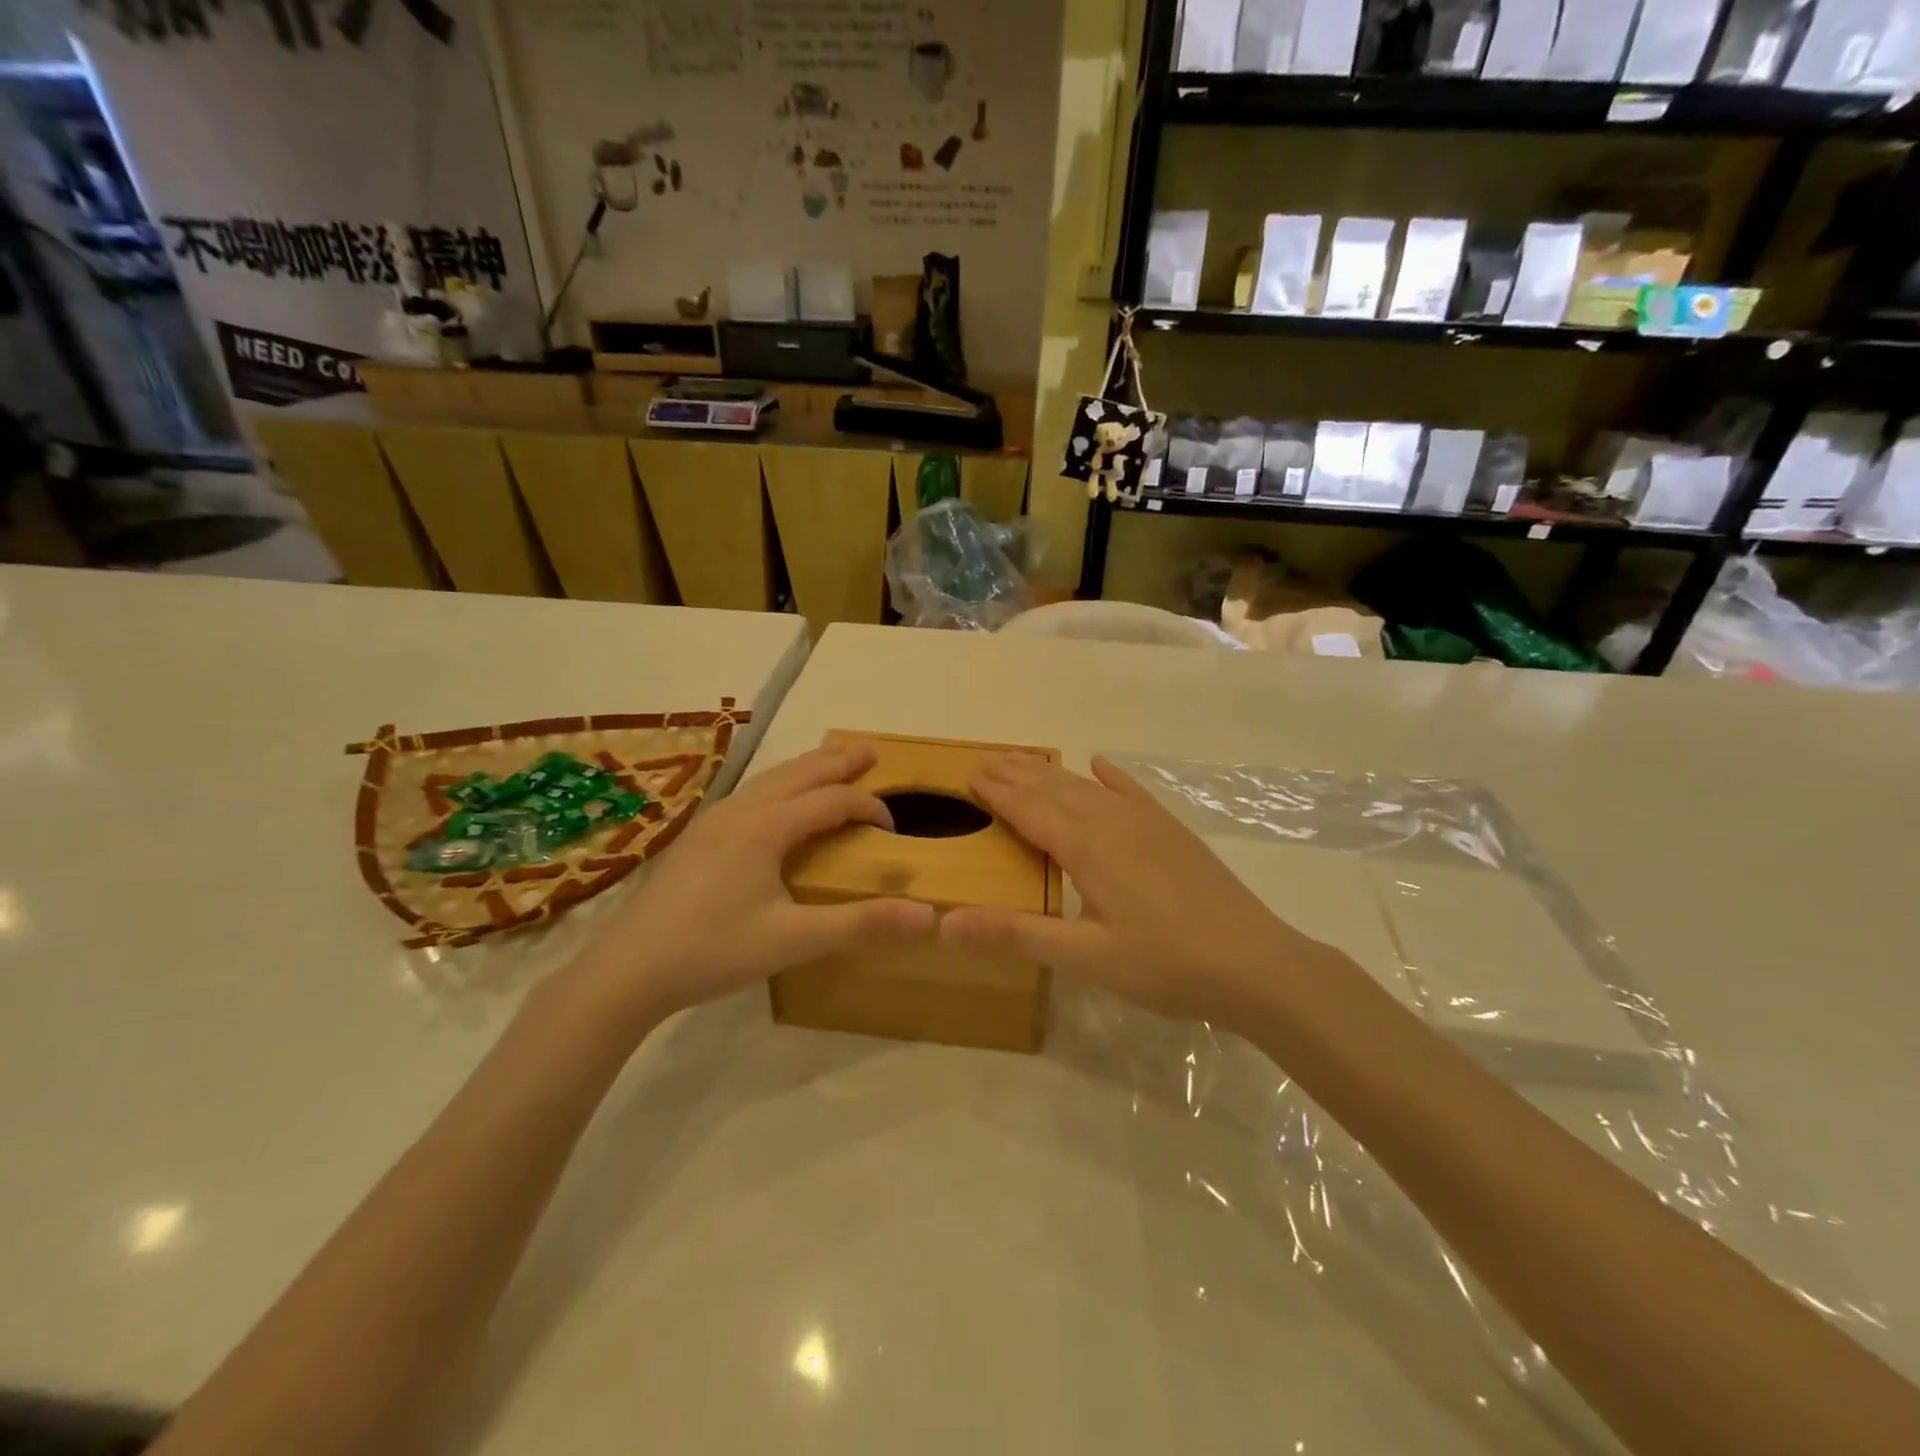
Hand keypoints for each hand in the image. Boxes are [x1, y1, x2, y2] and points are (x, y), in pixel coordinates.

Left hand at [568, 743, 935, 1021]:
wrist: (627, 969)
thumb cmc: (713, 950)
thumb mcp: (793, 940)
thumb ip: (861, 925)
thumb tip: (929, 917)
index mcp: (766, 826)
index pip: (832, 801)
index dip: (868, 807)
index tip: (893, 829)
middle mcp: (740, 810)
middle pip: (799, 773)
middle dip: (837, 762)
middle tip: (869, 752)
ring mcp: (714, 820)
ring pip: (770, 779)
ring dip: (806, 768)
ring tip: (831, 763)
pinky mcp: (698, 837)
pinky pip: (751, 793)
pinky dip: (780, 784)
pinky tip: (776, 801)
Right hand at [941, 755, 1325, 1026]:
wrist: (1255, 963)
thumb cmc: (1164, 964)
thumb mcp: (1084, 957)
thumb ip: (1015, 935)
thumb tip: (945, 922)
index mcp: (1086, 847)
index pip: (1029, 809)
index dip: (997, 792)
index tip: (969, 774)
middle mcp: (1112, 821)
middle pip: (1054, 789)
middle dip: (1017, 774)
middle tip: (985, 759)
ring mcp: (1147, 822)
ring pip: (1088, 787)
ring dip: (1052, 773)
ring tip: (1026, 760)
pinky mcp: (1172, 831)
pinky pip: (1132, 791)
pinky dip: (1111, 776)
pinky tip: (1100, 765)